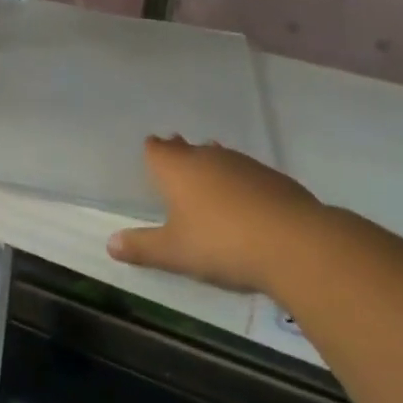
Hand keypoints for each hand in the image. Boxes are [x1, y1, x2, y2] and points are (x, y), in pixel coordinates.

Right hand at [107, 136, 322, 294]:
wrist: (292, 242)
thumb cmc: (220, 243)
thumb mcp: (175, 253)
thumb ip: (142, 247)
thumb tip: (110, 243)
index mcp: (178, 168)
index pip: (156, 149)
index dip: (152, 152)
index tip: (150, 154)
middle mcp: (207, 156)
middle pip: (187, 149)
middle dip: (179, 155)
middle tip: (174, 166)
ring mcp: (242, 163)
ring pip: (218, 157)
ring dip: (210, 167)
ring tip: (206, 180)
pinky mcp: (271, 177)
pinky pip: (245, 172)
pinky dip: (238, 182)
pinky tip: (243, 201)